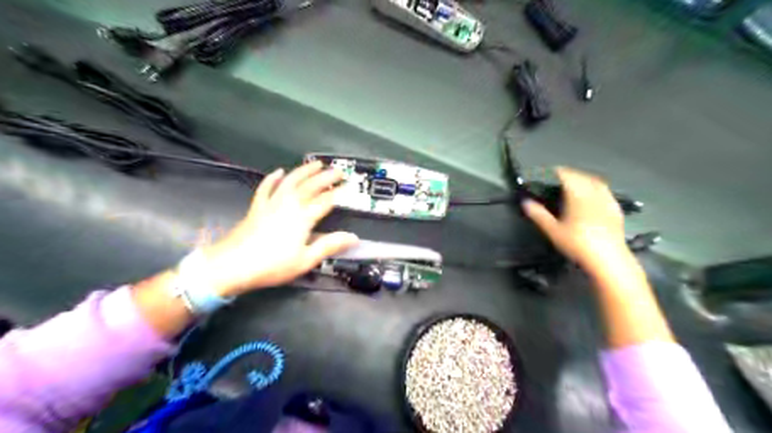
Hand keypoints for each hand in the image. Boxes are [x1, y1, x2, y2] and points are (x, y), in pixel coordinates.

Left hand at [202, 160, 358, 296]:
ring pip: (291, 181)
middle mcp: (289, 204)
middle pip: (310, 186)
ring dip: (304, 171)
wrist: (231, 265)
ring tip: (316, 164)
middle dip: (326, 177)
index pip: (325, 201)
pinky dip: (273, 178)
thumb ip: (329, 246)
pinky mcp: (257, 207)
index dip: (339, 193)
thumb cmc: (272, 265)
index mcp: (303, 218)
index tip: (349, 187)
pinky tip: (278, 171)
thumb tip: (353, 237)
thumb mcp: (305, 260)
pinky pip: (266, 187)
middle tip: (338, 171)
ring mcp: (271, 203)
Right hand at [526, 165, 626, 270]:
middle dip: (569, 174)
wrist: (607, 259)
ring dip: (584, 179)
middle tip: (558, 178)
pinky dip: (596, 189)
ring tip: (575, 184)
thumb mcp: (552, 230)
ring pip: (595, 182)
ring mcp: (607, 200)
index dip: (555, 172)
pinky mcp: (616, 209)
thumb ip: (538, 214)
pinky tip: (593, 197)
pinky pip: (605, 192)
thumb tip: (526, 202)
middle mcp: (594, 193)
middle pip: (581, 176)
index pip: (566, 175)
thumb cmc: (577, 243)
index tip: (547, 173)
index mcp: (577, 194)